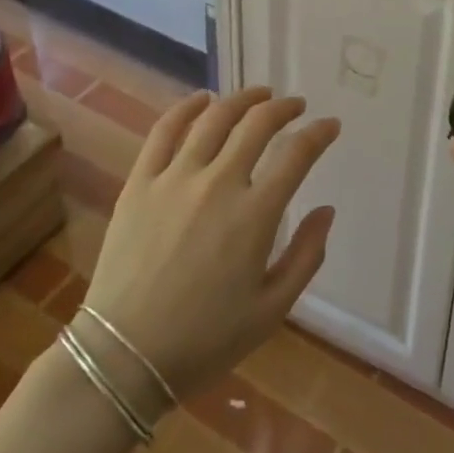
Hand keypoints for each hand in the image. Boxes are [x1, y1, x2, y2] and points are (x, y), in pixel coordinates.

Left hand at [81, 87, 338, 405]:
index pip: (297, 154)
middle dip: (284, 108)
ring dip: (242, 99)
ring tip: (259, 95)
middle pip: (257, 124)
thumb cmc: (204, 341)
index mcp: (254, 215)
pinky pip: (165, 130)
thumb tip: (327, 210)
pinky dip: (187, 107)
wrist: (123, 357)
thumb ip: (306, 256)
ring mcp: (175, 177)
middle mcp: (218, 183)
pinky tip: (202, 99)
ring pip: (215, 118)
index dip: (319, 133)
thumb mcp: (270, 311)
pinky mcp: (140, 181)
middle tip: (295, 106)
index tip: (330, 126)